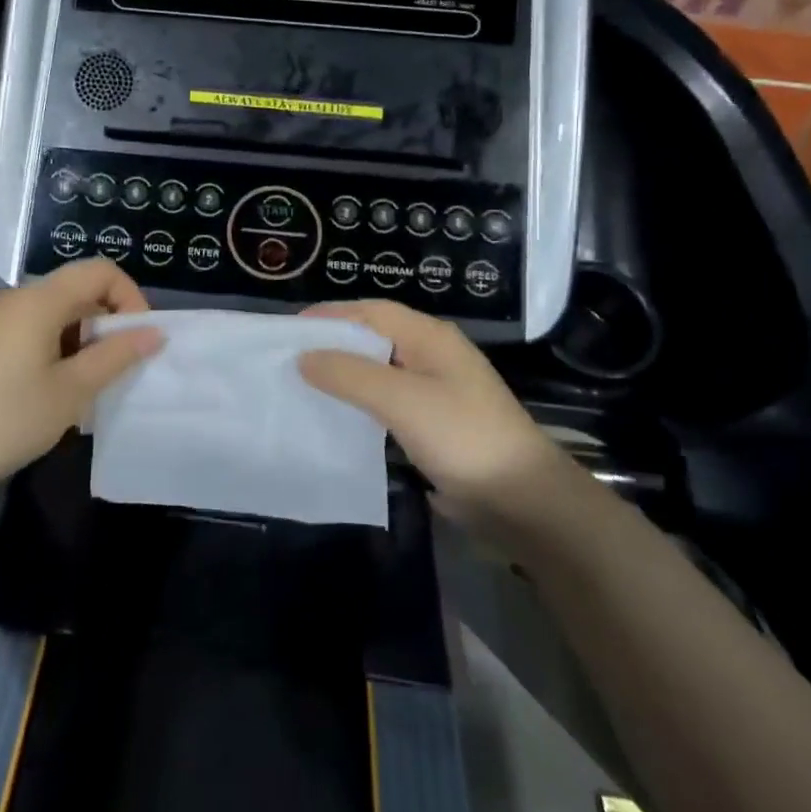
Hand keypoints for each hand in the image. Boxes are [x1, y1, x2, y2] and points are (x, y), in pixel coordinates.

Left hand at [0, 260, 159, 507]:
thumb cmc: (3, 422)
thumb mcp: (70, 393)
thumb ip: (115, 356)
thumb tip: (153, 333)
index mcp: (37, 301)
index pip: (99, 271)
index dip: (129, 298)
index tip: (137, 341)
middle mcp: (9, 298)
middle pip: (72, 292)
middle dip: (103, 325)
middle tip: (111, 374)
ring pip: (47, 315)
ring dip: (76, 342)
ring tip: (78, 391)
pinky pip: (21, 331)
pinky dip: (46, 349)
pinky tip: (40, 395)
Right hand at [299, 300, 568, 528]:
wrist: (522, 500)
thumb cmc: (462, 436)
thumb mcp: (401, 399)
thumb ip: (349, 374)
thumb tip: (302, 357)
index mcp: (430, 337)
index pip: (371, 311)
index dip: (330, 315)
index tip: (289, 330)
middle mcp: (432, 356)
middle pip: (374, 338)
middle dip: (333, 343)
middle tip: (288, 357)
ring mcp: (435, 391)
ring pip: (378, 371)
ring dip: (343, 374)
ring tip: (302, 384)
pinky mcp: (433, 424)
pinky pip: (386, 402)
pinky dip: (358, 403)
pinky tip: (335, 416)